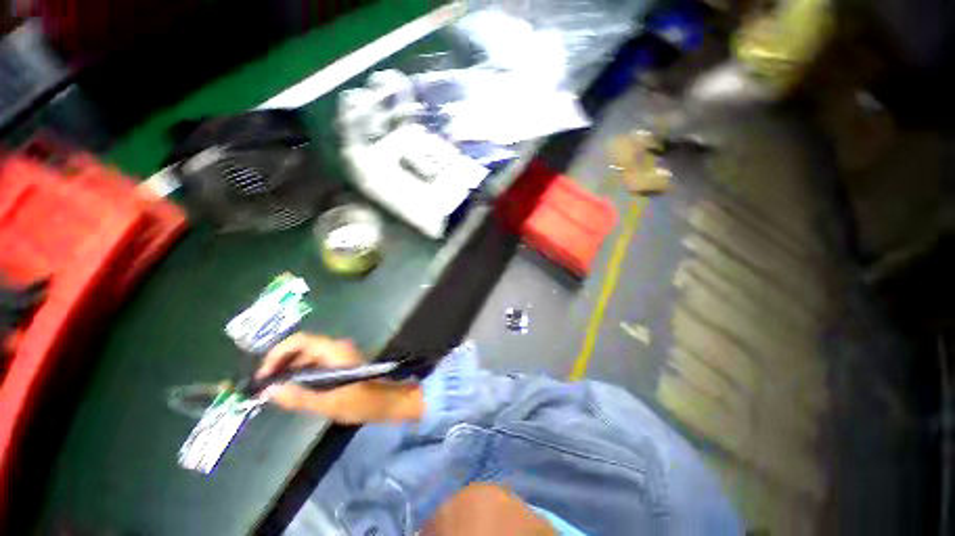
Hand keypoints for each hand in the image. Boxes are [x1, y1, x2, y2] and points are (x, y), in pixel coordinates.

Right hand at [256, 333, 422, 423]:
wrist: (389, 401)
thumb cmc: (363, 401)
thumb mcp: (329, 403)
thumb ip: (299, 397)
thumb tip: (270, 390)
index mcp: (334, 350)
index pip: (299, 341)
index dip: (277, 354)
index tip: (264, 375)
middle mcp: (336, 348)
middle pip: (302, 348)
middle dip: (281, 364)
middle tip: (265, 386)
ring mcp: (340, 355)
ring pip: (308, 357)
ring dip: (290, 370)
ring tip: (276, 391)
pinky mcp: (342, 364)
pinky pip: (316, 364)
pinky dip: (302, 374)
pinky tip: (294, 391)